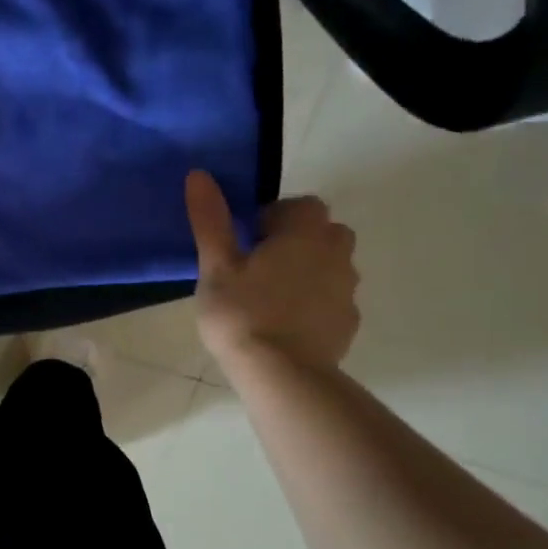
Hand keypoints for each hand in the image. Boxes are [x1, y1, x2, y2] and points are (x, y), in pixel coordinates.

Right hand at [185, 170, 360, 375]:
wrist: (281, 374)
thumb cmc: (242, 313)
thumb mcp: (216, 265)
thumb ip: (210, 220)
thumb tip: (199, 174)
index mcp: (304, 233)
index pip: (301, 204)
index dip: (274, 217)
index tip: (246, 241)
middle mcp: (336, 253)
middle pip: (323, 232)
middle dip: (296, 240)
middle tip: (258, 266)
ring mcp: (347, 289)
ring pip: (331, 265)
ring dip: (307, 270)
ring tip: (269, 296)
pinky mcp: (348, 321)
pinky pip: (332, 298)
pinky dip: (314, 302)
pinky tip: (285, 323)